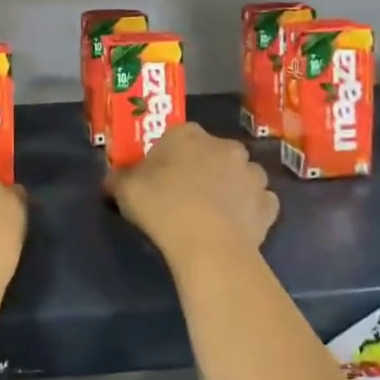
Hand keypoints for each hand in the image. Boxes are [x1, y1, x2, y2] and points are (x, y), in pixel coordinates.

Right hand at [106, 123, 278, 270]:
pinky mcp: (268, 205)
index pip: (179, 135)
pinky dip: (250, 210)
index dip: (169, 154)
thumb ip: (119, 179)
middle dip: (205, 167)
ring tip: (214, 210)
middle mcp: (225, 146)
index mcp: (188, 134)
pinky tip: (236, 225)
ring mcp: (252, 175)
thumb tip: (111, 179)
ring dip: (232, 186)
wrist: (207, 244)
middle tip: (186, 192)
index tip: (160, 174)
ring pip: (241, 175)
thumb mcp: (124, 189)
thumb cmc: (161, 206)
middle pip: (214, 152)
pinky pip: (259, 202)